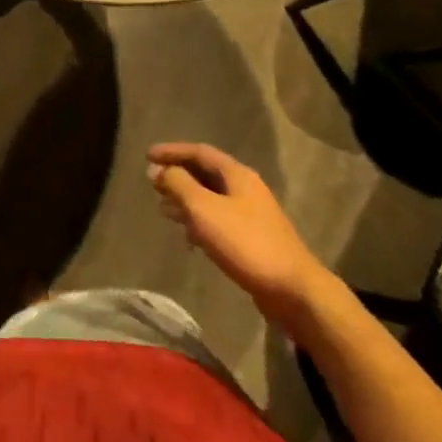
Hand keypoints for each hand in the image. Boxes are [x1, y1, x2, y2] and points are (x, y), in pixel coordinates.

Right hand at [146, 143, 339, 331]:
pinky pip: (218, 219)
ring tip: (163, 208)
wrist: (293, 290)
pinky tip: (188, 236)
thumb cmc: (245, 243)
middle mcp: (245, 189)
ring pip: (211, 198)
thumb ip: (179, 185)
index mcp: (237, 175)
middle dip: (178, 175)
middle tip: (152, 183)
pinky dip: (199, 220)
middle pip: (206, 173)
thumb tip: (158, 170)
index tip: (147, 156)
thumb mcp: (204, 209)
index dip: (172, 151)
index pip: (199, 152)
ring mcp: (251, 215)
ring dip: (186, 199)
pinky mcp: (252, 239)